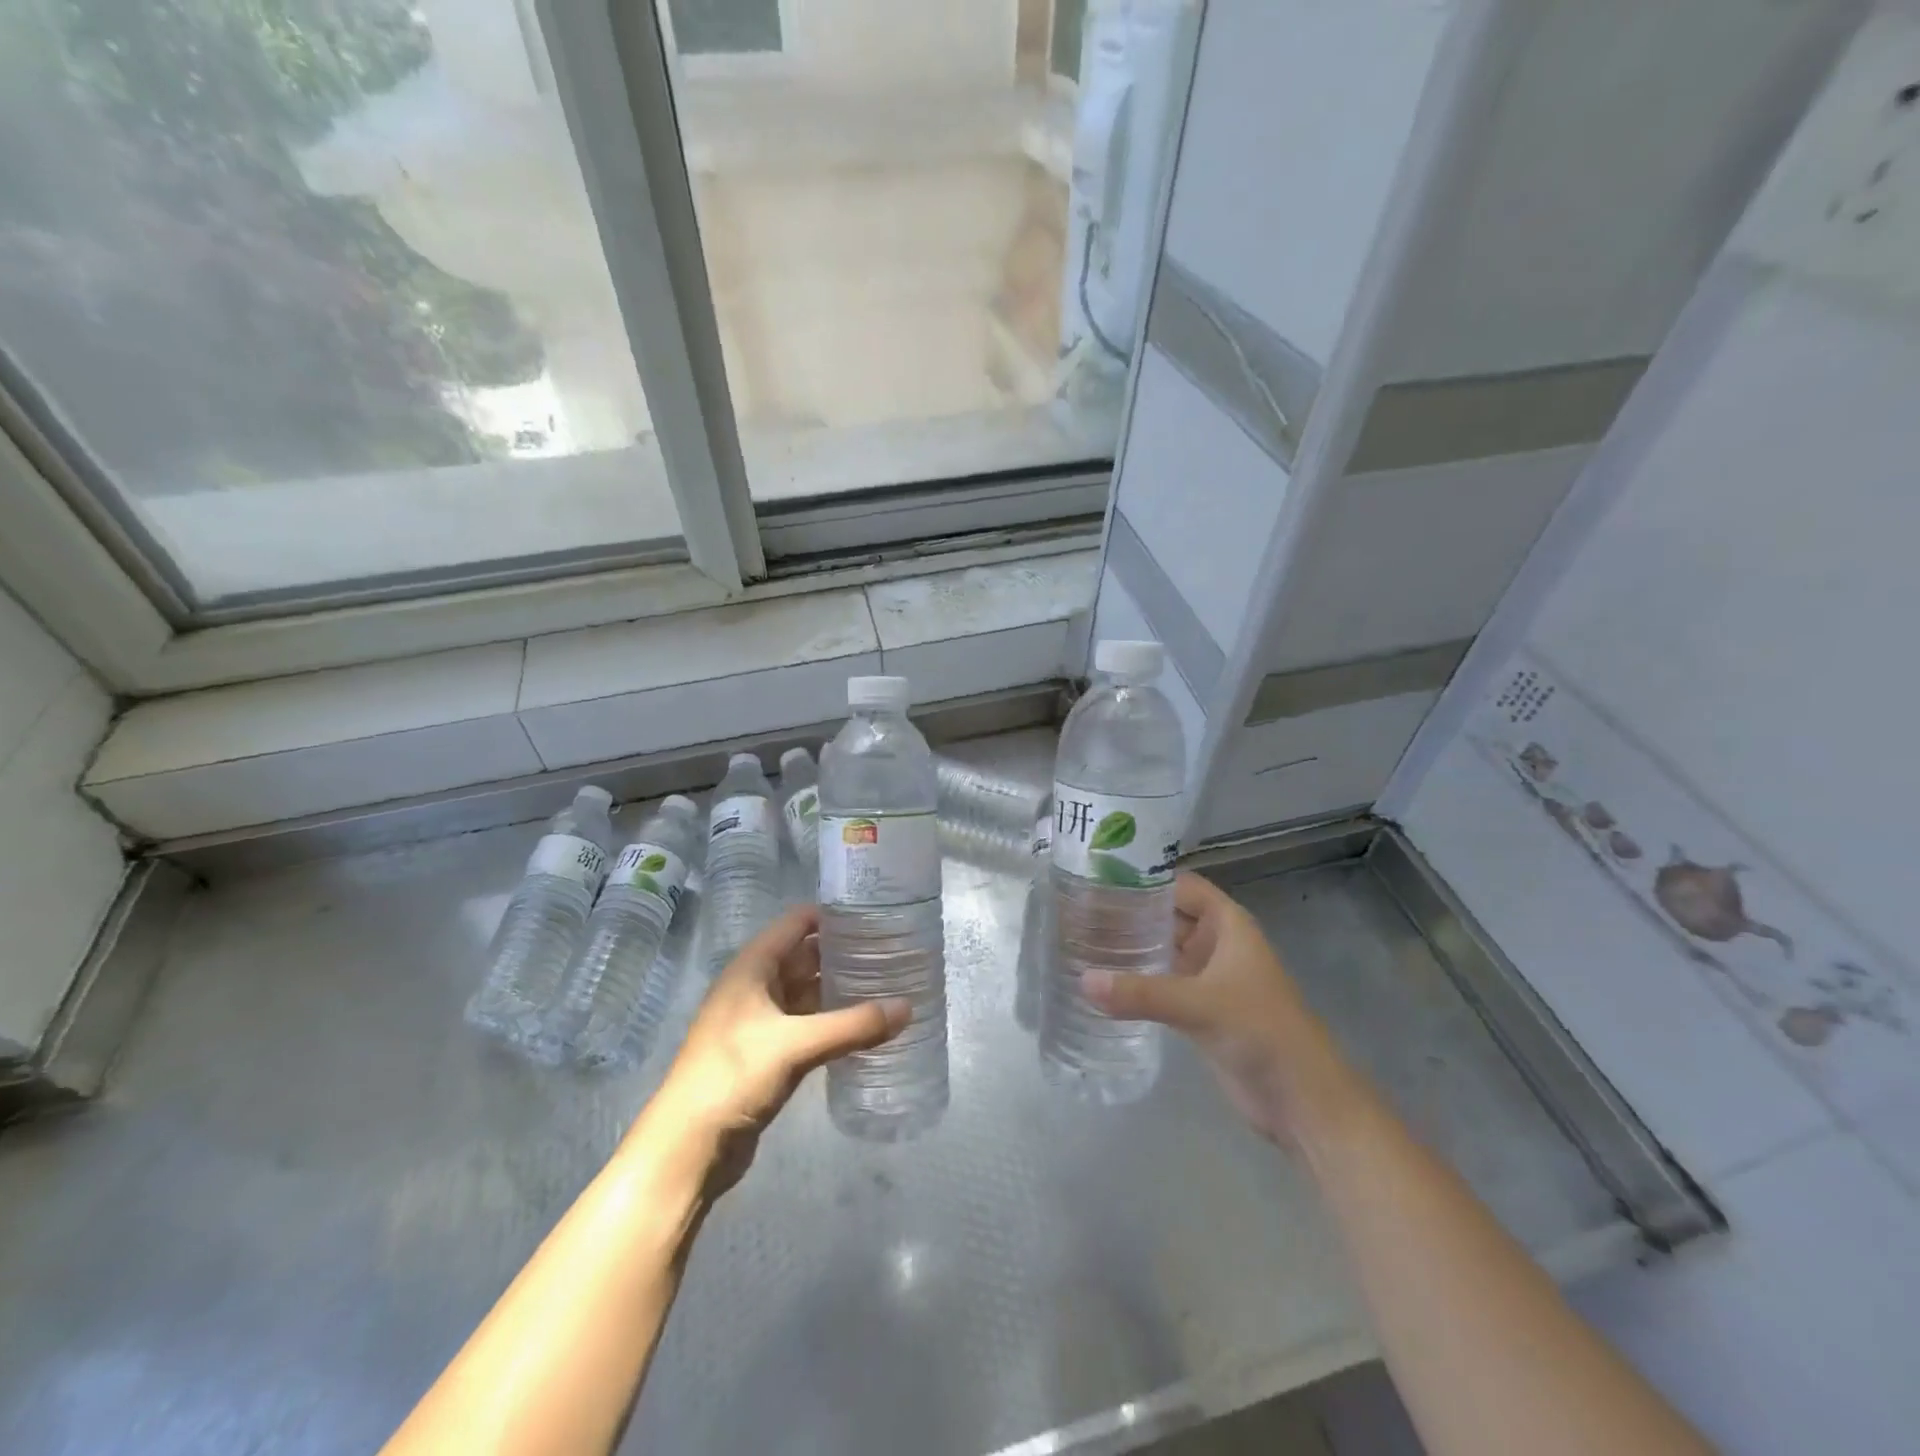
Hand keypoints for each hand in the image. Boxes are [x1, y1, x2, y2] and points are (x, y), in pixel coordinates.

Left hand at [641, 905, 907, 1192]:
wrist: (688, 1147)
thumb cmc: (733, 1076)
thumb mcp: (796, 1045)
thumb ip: (853, 1025)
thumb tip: (907, 1007)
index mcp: (752, 967)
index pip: (797, 922)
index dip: (834, 914)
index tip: (877, 914)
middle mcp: (755, 986)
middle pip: (805, 956)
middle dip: (844, 953)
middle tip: (893, 951)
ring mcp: (760, 1021)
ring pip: (808, 992)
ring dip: (840, 989)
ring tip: (888, 983)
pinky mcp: (767, 1053)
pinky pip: (807, 1024)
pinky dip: (833, 1021)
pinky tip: (865, 1025)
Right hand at [1083, 872, 1354, 1146]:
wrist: (1302, 1100)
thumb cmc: (1261, 1032)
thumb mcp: (1200, 1005)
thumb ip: (1142, 992)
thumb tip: (1082, 981)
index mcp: (1228, 925)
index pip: (1181, 886)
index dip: (1146, 879)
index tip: (1100, 879)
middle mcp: (1216, 944)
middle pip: (1168, 916)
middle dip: (1130, 914)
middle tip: (1078, 911)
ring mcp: (1208, 979)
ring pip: (1163, 951)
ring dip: (1131, 947)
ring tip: (1081, 940)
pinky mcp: (1199, 1011)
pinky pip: (1161, 985)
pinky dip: (1136, 981)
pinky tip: (1101, 982)